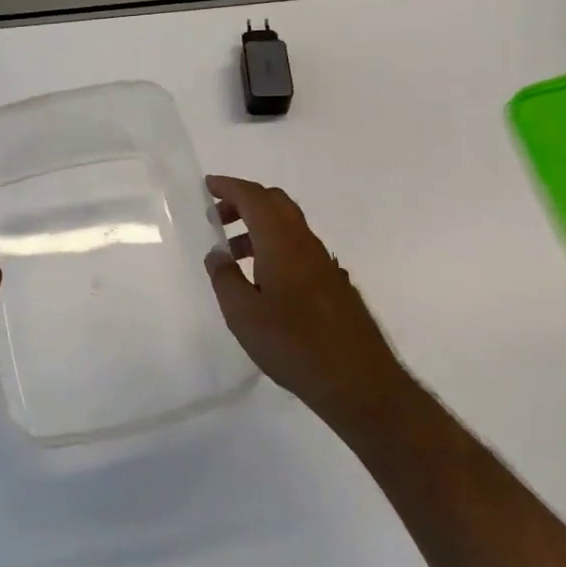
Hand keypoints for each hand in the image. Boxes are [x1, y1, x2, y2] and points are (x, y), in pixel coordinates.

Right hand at [204, 175, 404, 430]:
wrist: (357, 381)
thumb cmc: (293, 344)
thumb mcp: (243, 314)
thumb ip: (225, 278)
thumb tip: (217, 254)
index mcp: (282, 243)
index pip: (254, 198)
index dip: (230, 187)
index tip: (208, 186)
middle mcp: (305, 243)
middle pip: (275, 203)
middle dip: (244, 202)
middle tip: (217, 217)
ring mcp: (323, 262)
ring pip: (288, 226)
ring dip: (258, 227)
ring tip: (232, 254)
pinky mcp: (333, 283)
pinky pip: (298, 247)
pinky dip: (274, 246)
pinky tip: (262, 280)